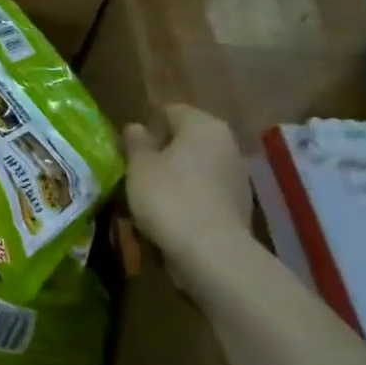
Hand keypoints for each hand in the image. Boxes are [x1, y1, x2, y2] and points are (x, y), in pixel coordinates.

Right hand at [120, 105, 252, 259]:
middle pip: (185, 140)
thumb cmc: (169, 197)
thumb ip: (136, 142)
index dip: (146, 124)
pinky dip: (187, 198)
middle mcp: (227, 145)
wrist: (212, 253)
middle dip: (161, 151)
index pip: (170, 111)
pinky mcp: (238, 207)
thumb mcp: (139, 165)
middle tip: (133, 168)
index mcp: (204, 126)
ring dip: (173, 176)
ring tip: (146, 195)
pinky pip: (204, 193)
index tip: (126, 143)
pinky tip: (168, 215)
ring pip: (195, 168)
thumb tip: (136, 127)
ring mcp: (237, 177)